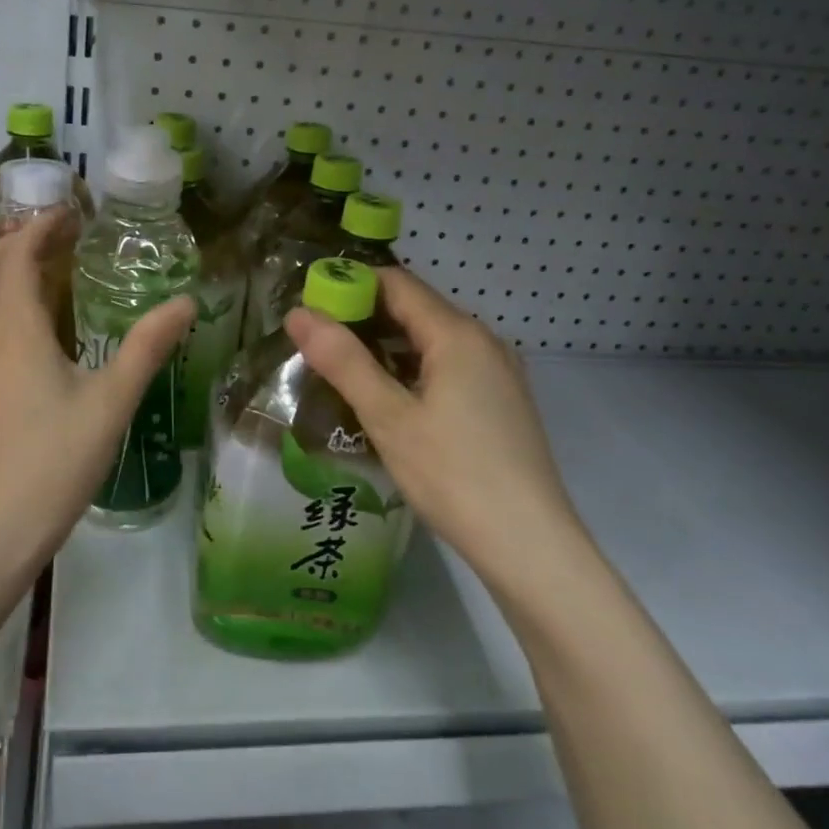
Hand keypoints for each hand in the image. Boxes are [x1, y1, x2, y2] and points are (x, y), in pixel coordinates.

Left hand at [0, 213, 194, 572]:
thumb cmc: (57, 459)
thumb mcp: (112, 401)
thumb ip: (147, 347)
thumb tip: (185, 302)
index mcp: (16, 330)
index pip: (17, 258)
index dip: (39, 229)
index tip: (69, 214)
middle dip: (13, 241)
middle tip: (54, 236)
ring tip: (33, 267)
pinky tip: (18, 322)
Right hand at [284, 266, 582, 569]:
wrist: (530, 545)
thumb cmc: (454, 476)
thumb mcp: (388, 417)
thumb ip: (343, 361)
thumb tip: (299, 313)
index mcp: (458, 335)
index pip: (396, 283)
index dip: (349, 285)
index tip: (309, 306)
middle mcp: (484, 341)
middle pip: (415, 309)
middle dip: (363, 317)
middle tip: (315, 341)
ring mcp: (497, 373)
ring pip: (431, 341)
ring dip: (386, 346)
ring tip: (341, 369)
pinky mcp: (500, 402)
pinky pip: (448, 367)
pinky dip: (412, 370)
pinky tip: (387, 398)